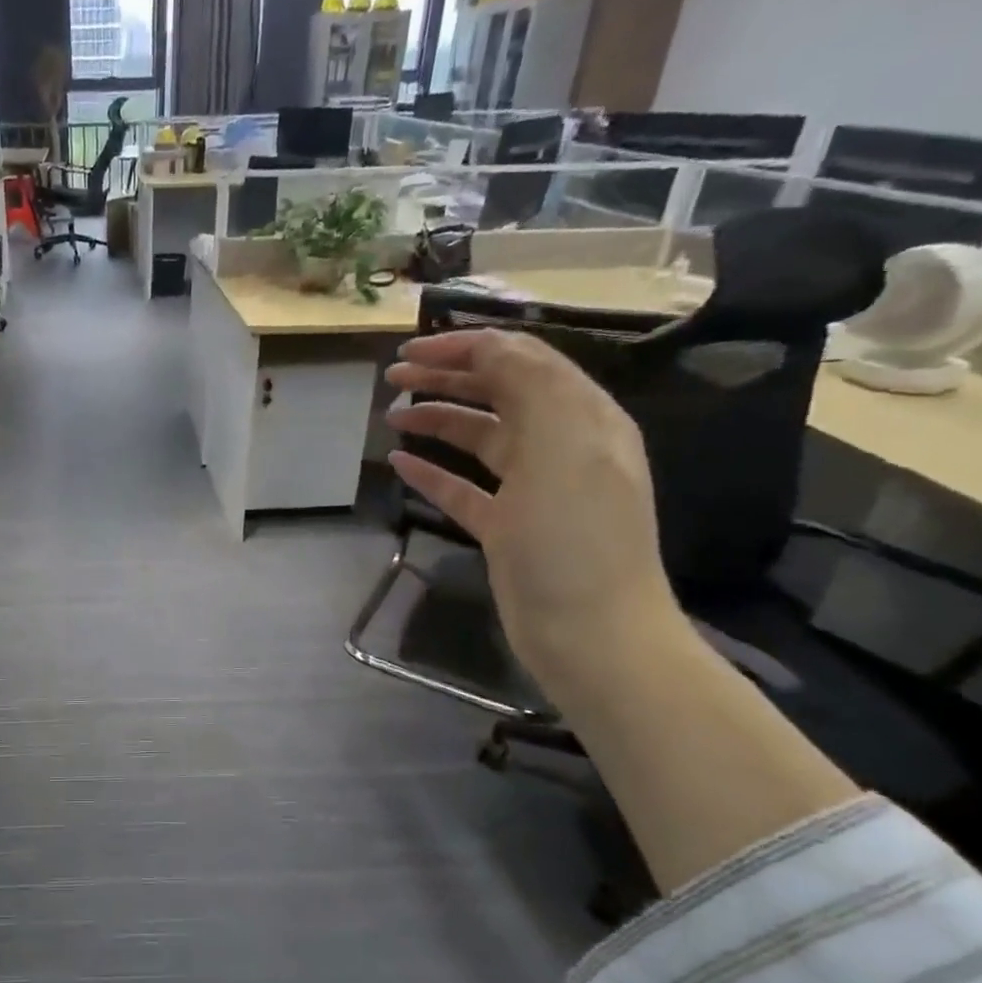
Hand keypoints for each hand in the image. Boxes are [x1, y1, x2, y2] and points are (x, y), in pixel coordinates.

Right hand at [384, 330, 684, 694]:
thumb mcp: (561, 447)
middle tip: (393, 376)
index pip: (523, 361)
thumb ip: (530, 386)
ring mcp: (533, 489)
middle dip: (447, 377)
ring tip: (391, 416)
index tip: (412, 350)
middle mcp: (560, 446)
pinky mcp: (507, 527)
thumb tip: (490, 348)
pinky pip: (464, 487)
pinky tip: (400, 464)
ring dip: (437, 420)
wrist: (590, 634)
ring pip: (479, 437)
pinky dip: (433, 471)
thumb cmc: (574, 537)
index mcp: (582, 418)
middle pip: (498, 394)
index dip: (468, 347)